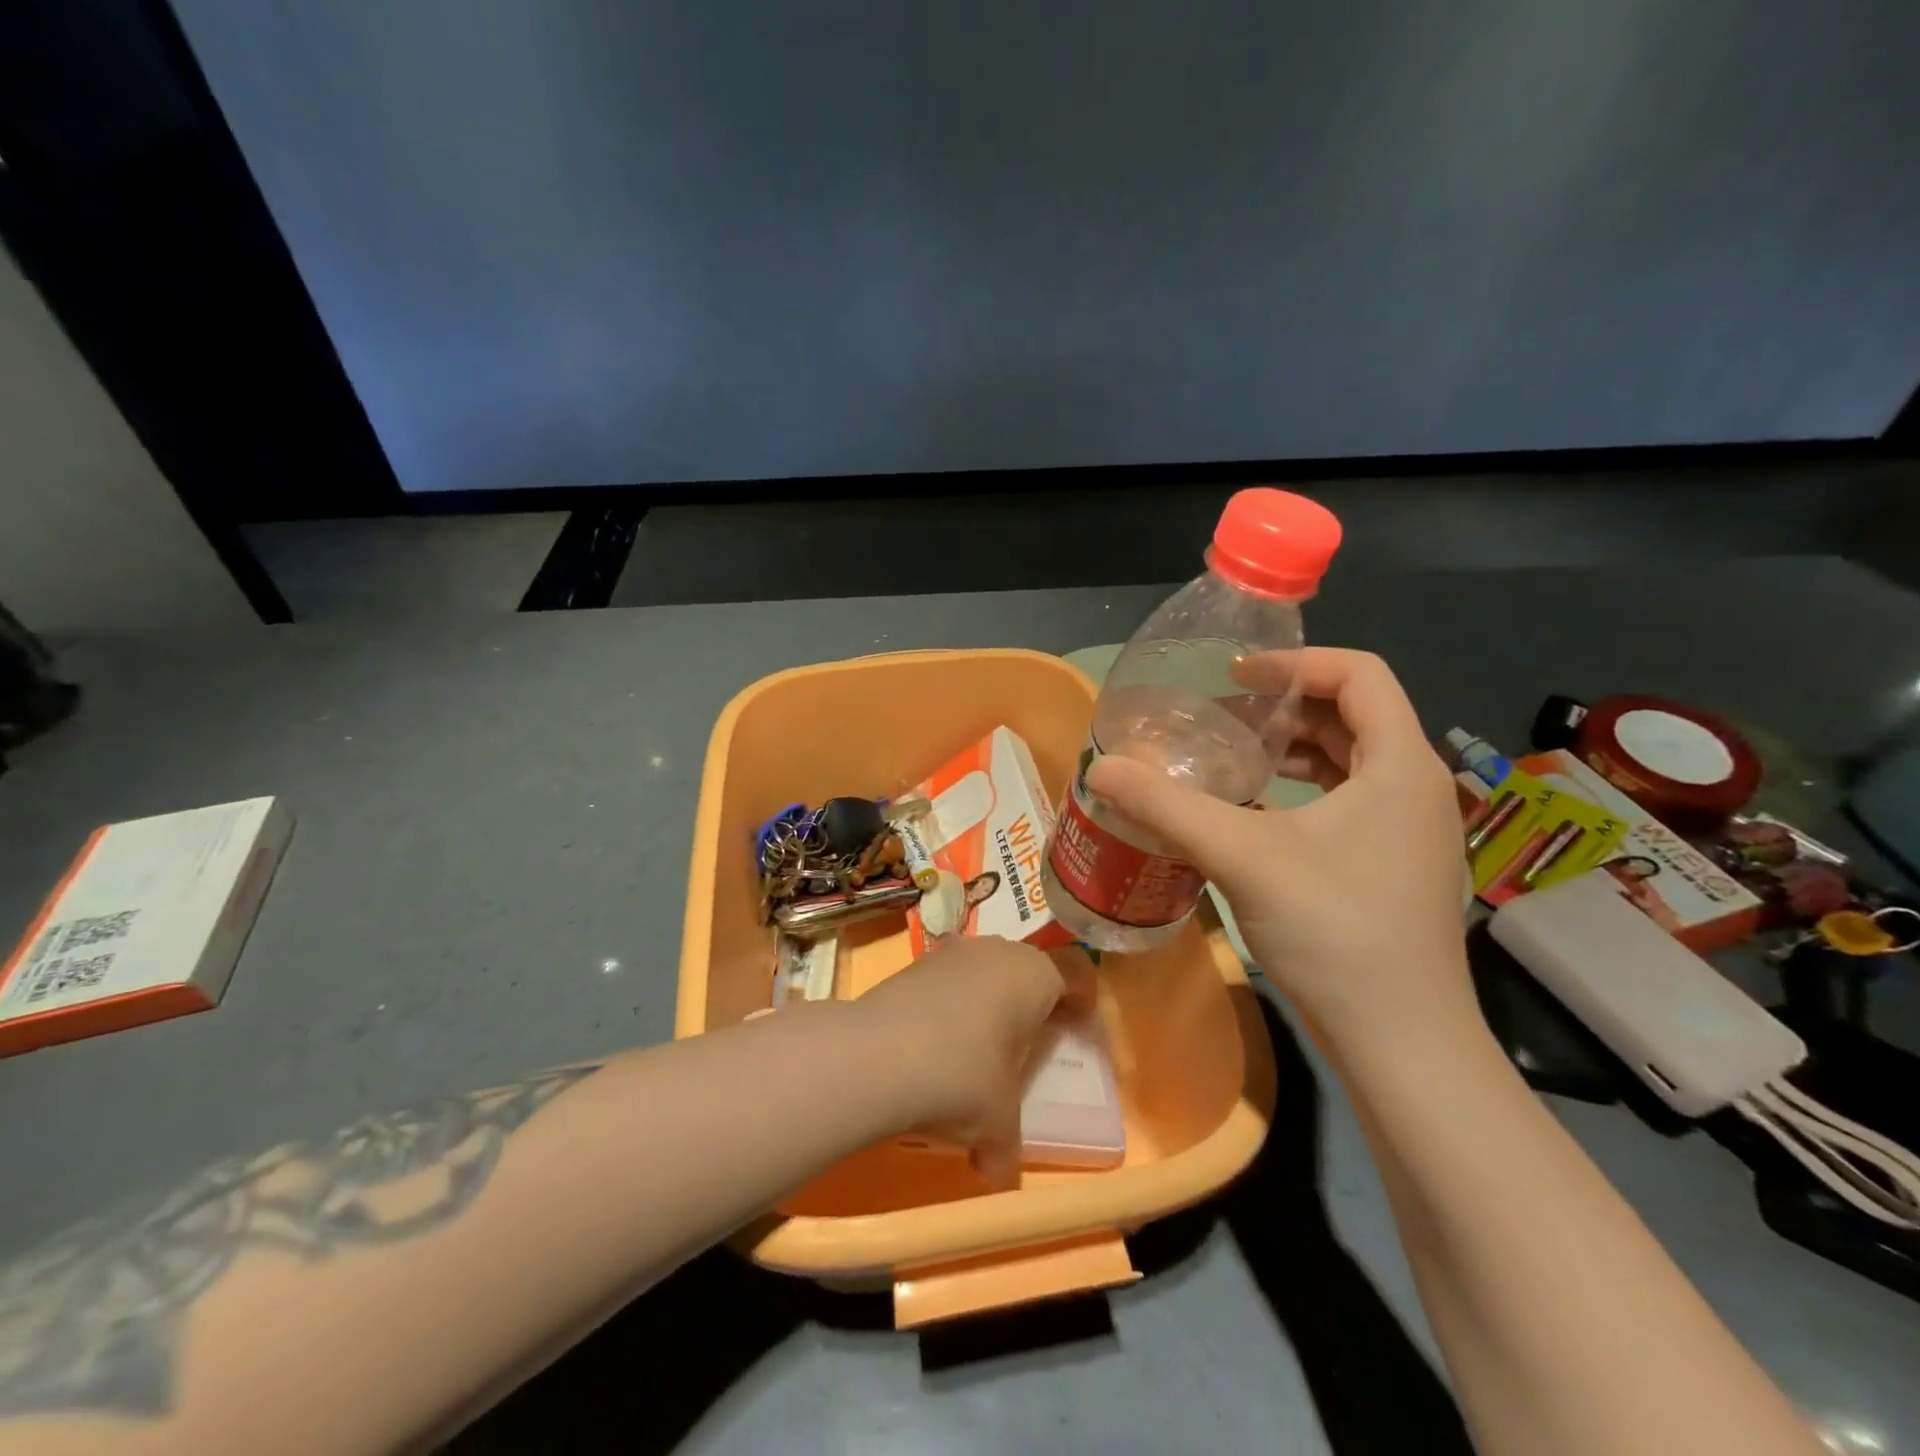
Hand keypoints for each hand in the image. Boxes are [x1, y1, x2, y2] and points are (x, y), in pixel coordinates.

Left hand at [852, 936, 1074, 1182]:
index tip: (1076, 1026)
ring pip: (985, 968)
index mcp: (1034, 975)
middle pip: (1028, 966)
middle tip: (1028, 1041)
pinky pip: (949, 978)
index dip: (1081, 997)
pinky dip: (952, 1003)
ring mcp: (952, 952)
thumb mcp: (997, 1123)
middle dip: (1032, 1000)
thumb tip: (992, 1168)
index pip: (1075, 969)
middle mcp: (997, 951)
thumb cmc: (961, 1079)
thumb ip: (1004, 1144)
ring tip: (978, 1045)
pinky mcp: (915, 963)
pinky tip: (936, 1042)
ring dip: (989, 999)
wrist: (876, 1056)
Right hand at [1086, 648, 1474, 1059]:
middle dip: (1285, 706)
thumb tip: (1100, 769)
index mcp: (1400, 765)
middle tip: (1222, 716)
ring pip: (1352, 761)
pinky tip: (1256, 814)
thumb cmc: (1336, 931)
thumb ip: (1168, 806)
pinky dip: (1304, 790)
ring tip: (1234, 756)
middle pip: (1354, 714)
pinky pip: (1350, 801)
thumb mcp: (1243, 857)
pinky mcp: (1395, 867)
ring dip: (1294, 748)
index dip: (1294, 662)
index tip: (1234, 676)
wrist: (1402, 1043)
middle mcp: (1416, 787)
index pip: (1360, 673)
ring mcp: (1411, 832)